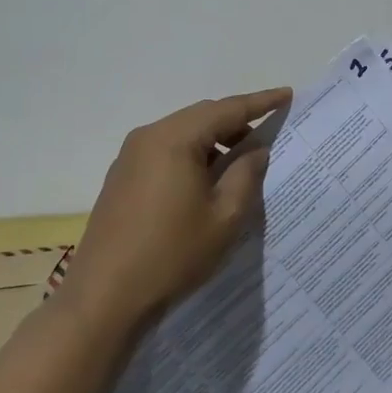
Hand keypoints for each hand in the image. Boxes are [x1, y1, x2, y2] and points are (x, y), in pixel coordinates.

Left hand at [66, 87, 290, 323]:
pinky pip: (165, 151)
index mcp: (175, 139)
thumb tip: (256, 149)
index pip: (227, 109)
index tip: (287, 95)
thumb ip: (246, 174)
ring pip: (183, 133)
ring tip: (239, 163)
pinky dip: (191, 155)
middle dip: (236, 122)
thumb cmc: (172, 254)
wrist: (104, 297)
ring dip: (213, 141)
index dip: (260, 102)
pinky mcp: (122, 177)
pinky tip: (205, 181)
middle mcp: (149, 136)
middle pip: (202, 116)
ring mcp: (130, 156)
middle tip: (267, 136)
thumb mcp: (225, 216)